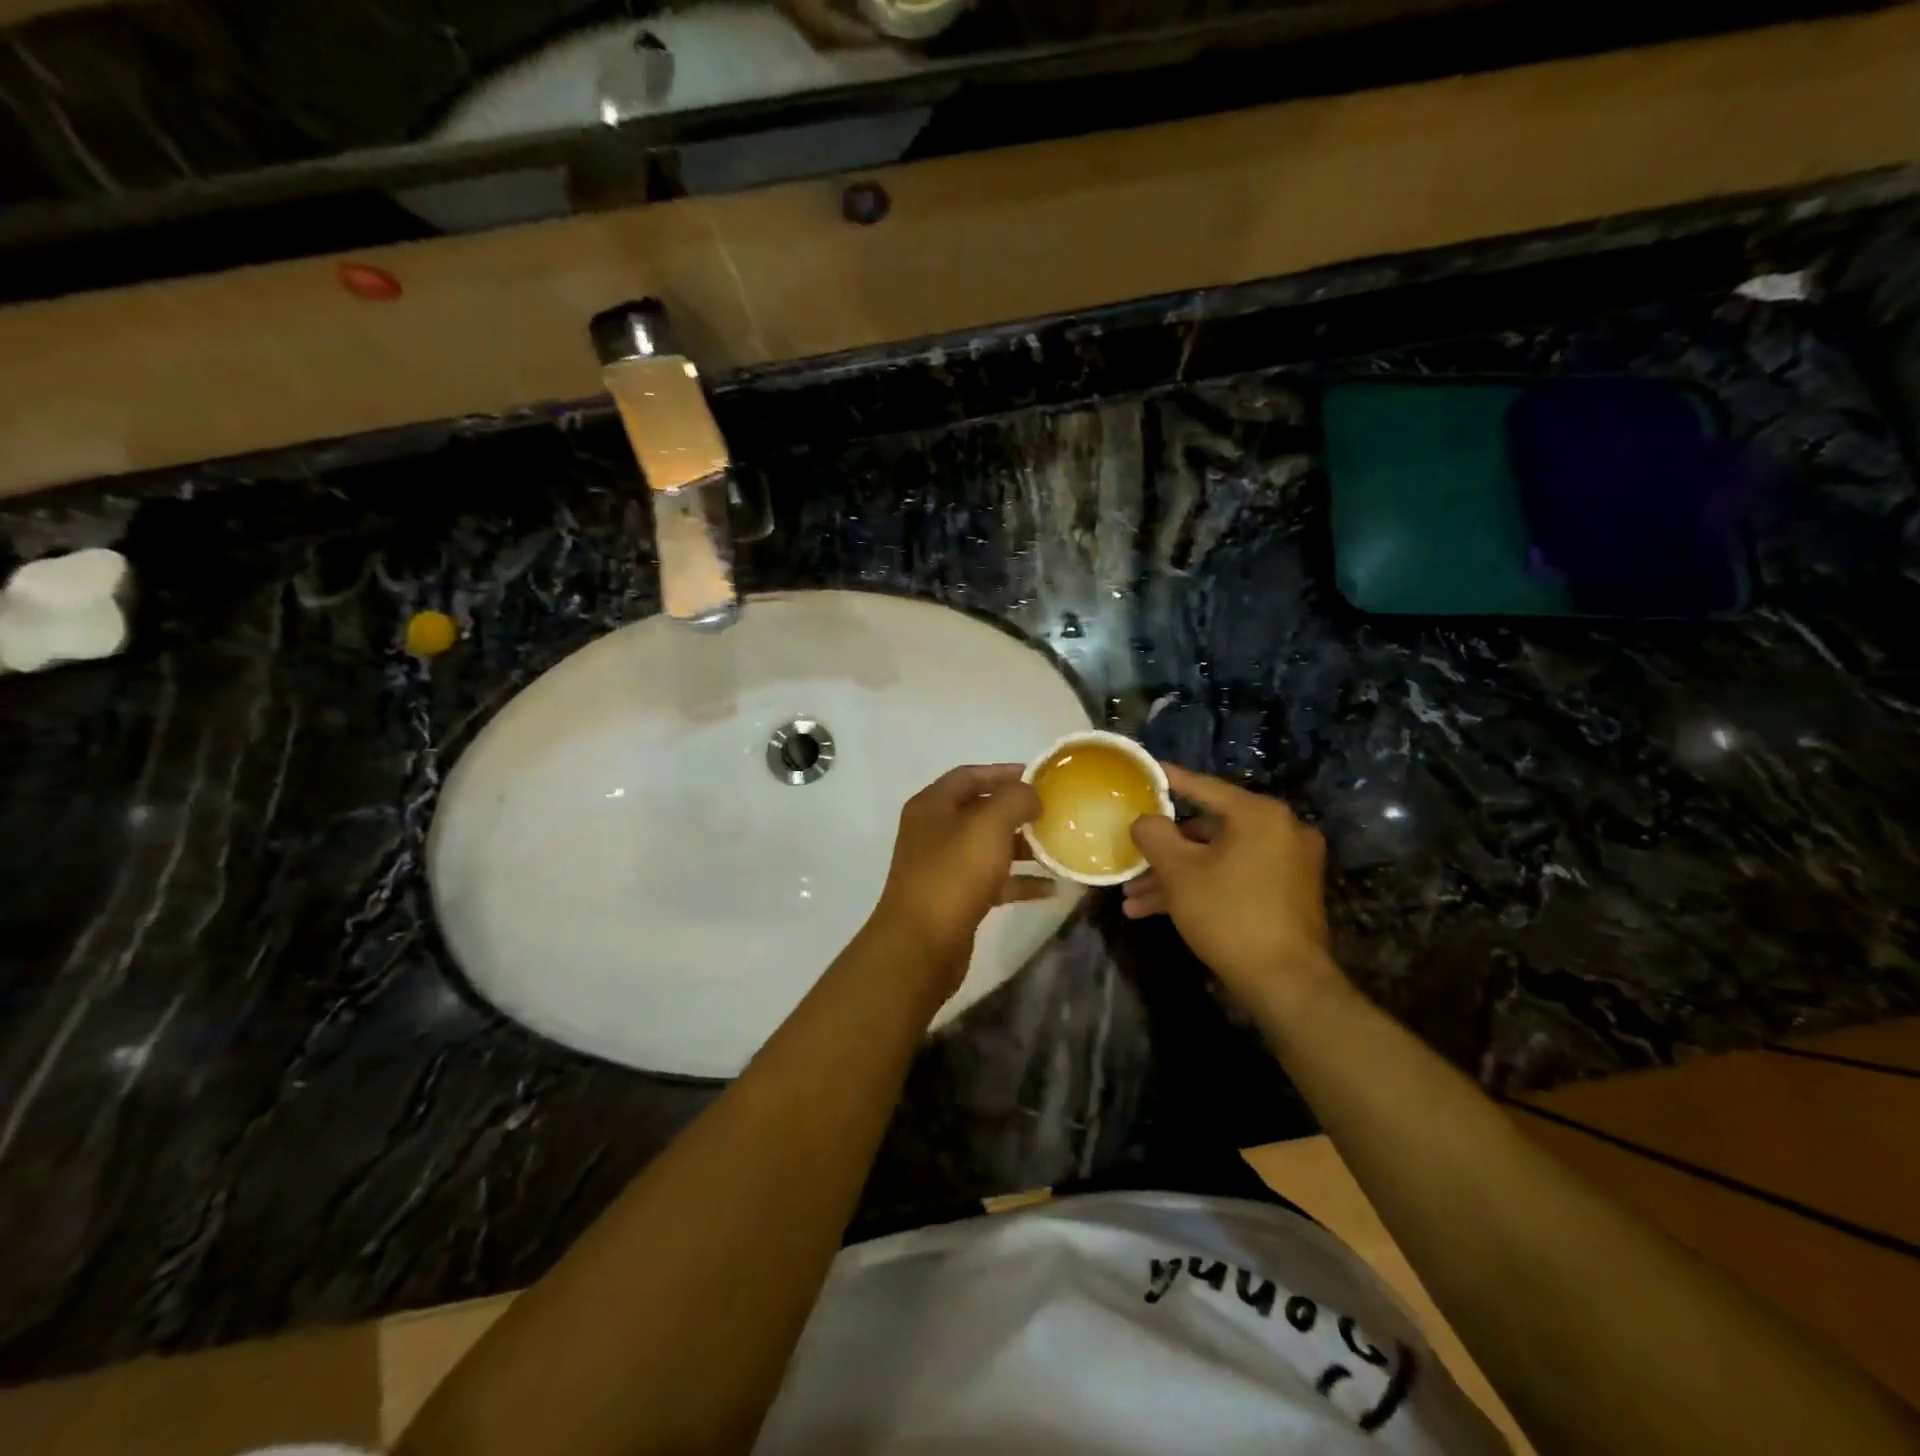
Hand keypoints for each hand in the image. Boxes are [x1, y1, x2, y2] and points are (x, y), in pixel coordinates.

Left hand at [869, 765, 1050, 988]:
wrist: (921, 943)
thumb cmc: (954, 873)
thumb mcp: (989, 825)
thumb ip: (1015, 799)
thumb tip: (1030, 795)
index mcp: (932, 805)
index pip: (970, 775)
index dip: (1004, 772)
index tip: (1040, 777)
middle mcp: (933, 831)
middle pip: (980, 811)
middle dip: (1017, 812)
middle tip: (1053, 813)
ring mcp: (942, 867)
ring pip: (988, 848)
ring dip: (1021, 847)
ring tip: (1057, 848)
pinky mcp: (954, 899)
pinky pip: (992, 881)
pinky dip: (1018, 881)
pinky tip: (1050, 889)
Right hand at [1124, 764, 1342, 1018]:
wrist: (1285, 982)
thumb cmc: (1229, 915)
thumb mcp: (1179, 872)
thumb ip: (1155, 835)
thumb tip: (1145, 820)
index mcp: (1259, 815)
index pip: (1204, 788)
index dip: (1169, 781)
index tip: (1146, 772)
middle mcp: (1280, 831)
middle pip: (1207, 830)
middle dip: (1163, 852)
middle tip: (1131, 861)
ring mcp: (1287, 864)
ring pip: (1217, 860)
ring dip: (1175, 877)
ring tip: (1133, 901)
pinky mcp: (1286, 893)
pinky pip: (1234, 878)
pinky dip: (1201, 888)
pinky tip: (1158, 912)